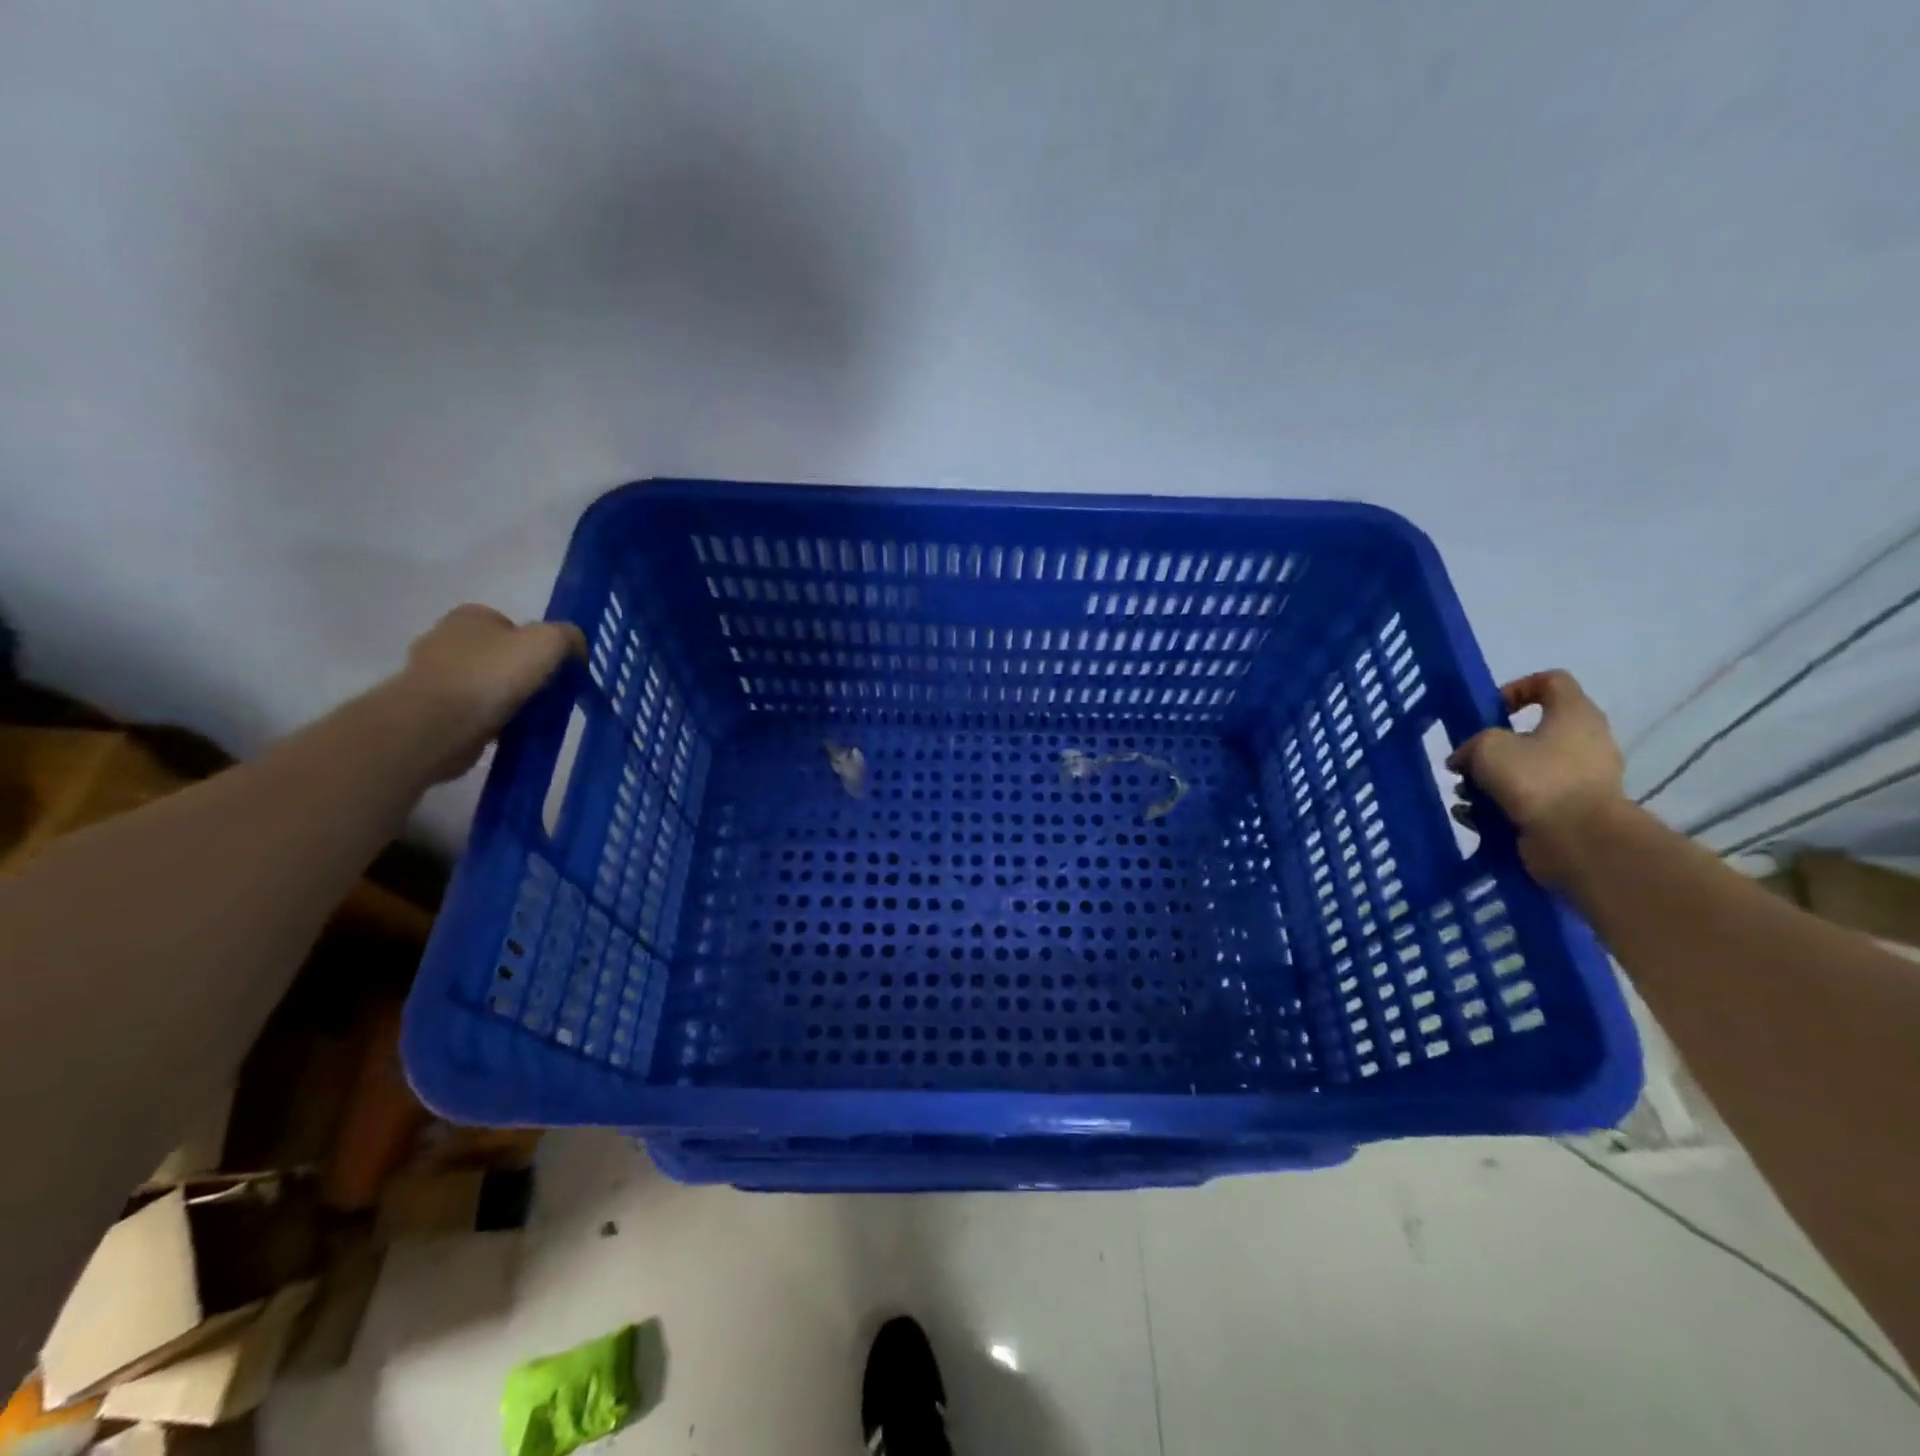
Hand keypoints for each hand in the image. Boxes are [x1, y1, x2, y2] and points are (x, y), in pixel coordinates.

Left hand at [400, 605, 585, 781]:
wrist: (437, 724)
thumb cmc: (493, 674)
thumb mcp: (549, 642)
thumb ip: (569, 637)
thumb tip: (575, 647)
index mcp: (471, 616)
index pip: (513, 625)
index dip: (538, 647)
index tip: (554, 671)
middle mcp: (445, 638)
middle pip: (500, 655)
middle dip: (522, 674)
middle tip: (546, 696)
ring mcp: (432, 674)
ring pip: (486, 685)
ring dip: (506, 700)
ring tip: (529, 719)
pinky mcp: (427, 708)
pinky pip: (471, 711)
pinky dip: (490, 720)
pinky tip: (506, 733)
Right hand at [1448, 670, 1626, 884]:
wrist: (1578, 839)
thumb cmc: (1536, 778)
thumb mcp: (1487, 747)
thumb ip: (1471, 744)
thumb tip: (1464, 760)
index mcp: (1574, 714)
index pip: (1551, 681)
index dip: (1517, 688)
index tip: (1490, 710)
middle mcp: (1585, 742)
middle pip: (1532, 732)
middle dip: (1493, 746)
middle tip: (1469, 759)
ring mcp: (1581, 779)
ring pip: (1525, 769)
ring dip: (1490, 780)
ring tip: (1465, 795)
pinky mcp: (1570, 810)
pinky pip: (1528, 800)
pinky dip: (1500, 806)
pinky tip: (1475, 818)